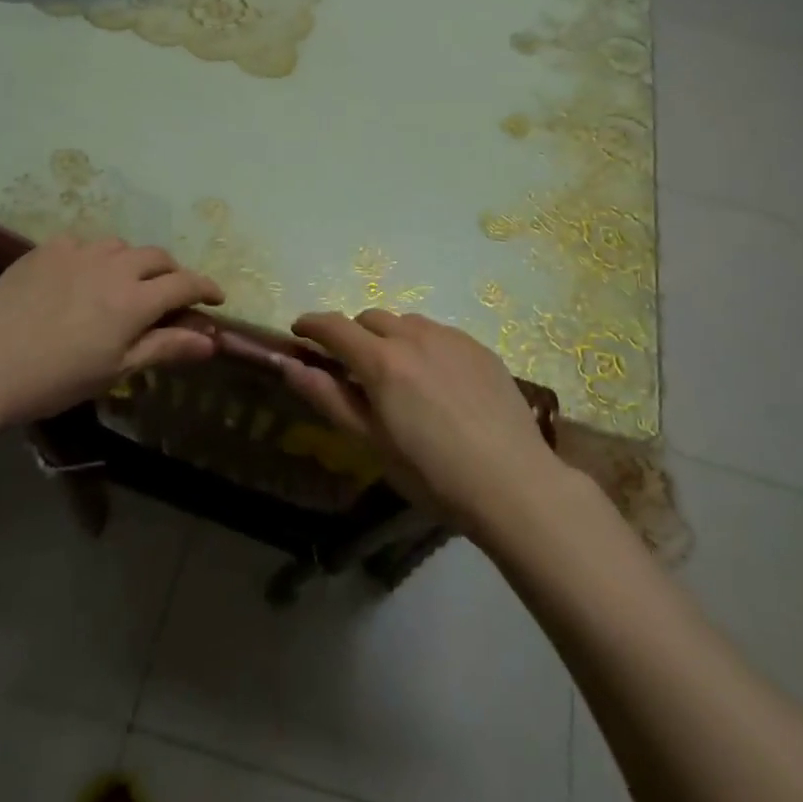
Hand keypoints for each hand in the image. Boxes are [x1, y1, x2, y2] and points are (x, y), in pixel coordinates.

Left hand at [0, 235, 223, 426]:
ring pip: (120, 245)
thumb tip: (212, 341)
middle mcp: (112, 266)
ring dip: (134, 261)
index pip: (184, 283)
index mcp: (134, 300)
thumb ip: (165, 348)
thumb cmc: (54, 380)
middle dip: (172, 273)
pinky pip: (83, 243)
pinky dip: (95, 256)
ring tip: (125, 283)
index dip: (206, 288)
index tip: (217, 298)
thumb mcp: (115, 371)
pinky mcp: (46, 250)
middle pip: (157, 257)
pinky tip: (82, 275)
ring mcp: (77, 252)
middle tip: (171, 295)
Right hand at [279, 310, 556, 535]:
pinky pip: (439, 333)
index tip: (299, 331)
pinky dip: (424, 345)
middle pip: (370, 318)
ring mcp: (451, 338)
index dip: (311, 324)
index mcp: (382, 362)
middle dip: (352, 334)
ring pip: (406, 322)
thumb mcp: (372, 443)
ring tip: (398, 373)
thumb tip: (289, 364)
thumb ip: (328, 397)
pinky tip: (437, 380)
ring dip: (390, 337)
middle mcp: (414, 337)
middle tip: (353, 366)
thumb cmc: (433, 474)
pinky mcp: (479, 347)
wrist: (513, 482)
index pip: (334, 327)